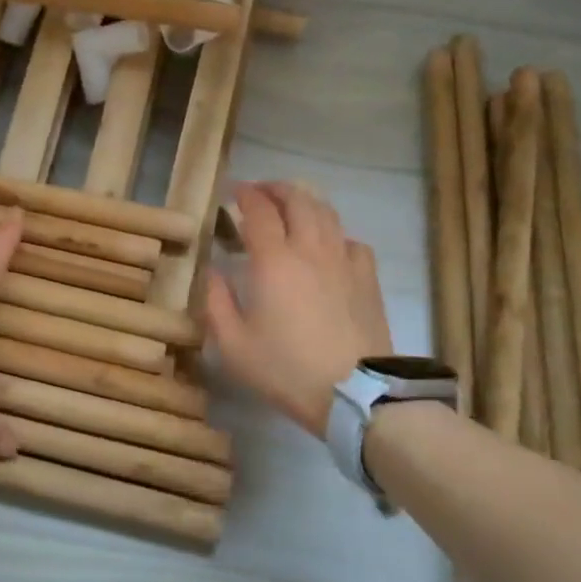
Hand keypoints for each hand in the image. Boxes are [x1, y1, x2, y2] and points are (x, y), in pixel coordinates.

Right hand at [206, 182, 392, 435]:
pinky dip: (334, 233)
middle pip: (297, 199)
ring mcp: (343, 260)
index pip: (258, 210)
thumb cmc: (286, 369)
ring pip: (326, 213)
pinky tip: (327, 246)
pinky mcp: (367, 277)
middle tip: (260, 192)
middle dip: (276, 188)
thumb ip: (216, 302)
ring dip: (305, 202)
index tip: (232, 192)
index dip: (244, 194)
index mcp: (274, 261)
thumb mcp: (233, 345)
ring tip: (291, 208)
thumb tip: (213, 271)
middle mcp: (310, 249)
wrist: (354, 393)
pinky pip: (350, 240)